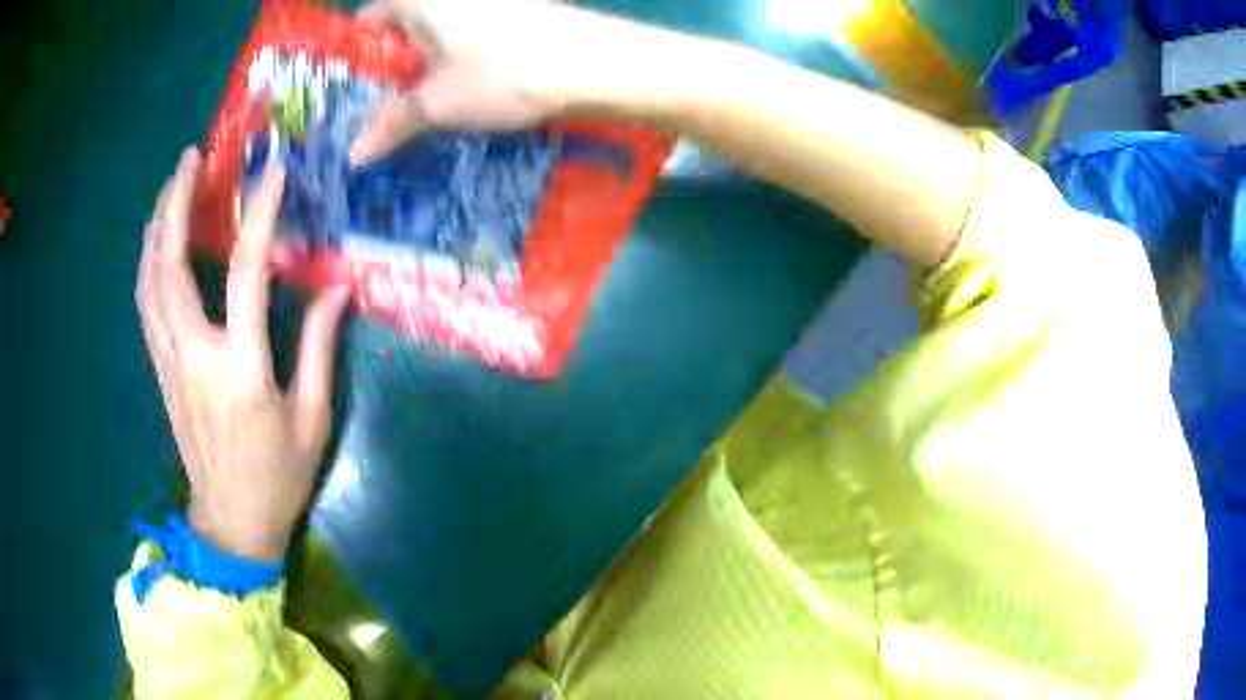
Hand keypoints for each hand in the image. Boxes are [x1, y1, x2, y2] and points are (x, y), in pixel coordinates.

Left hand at [137, 148, 350, 560]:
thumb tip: (337, 287)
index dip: (258, 217)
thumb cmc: (277, 478)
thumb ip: (318, 348)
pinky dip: (147, 262)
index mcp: (240, 369)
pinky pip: (146, 303)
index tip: (271, 173)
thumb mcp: (311, 419)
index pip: (245, 274)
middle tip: (190, 158)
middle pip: (170, 266)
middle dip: (175, 204)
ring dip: (155, 226)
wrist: (231, 523)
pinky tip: (155, 240)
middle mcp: (193, 355)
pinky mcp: (159, 369)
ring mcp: (168, 361)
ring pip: (149, 280)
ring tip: (169, 185)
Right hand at [350, 0, 598, 163]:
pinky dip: (460, 60)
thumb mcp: (437, 105)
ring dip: (429, 68)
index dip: (358, 56)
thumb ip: (391, 123)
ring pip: (440, 33)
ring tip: (426, 110)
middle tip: (388, 110)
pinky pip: (471, 35)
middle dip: (394, 67)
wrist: (594, 63)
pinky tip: (468, 91)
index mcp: (421, 0)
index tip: (356, 92)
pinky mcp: (517, 11)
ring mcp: (488, 0)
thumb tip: (354, 155)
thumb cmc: (502, 74)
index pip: (369, 19)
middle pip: (405, 26)